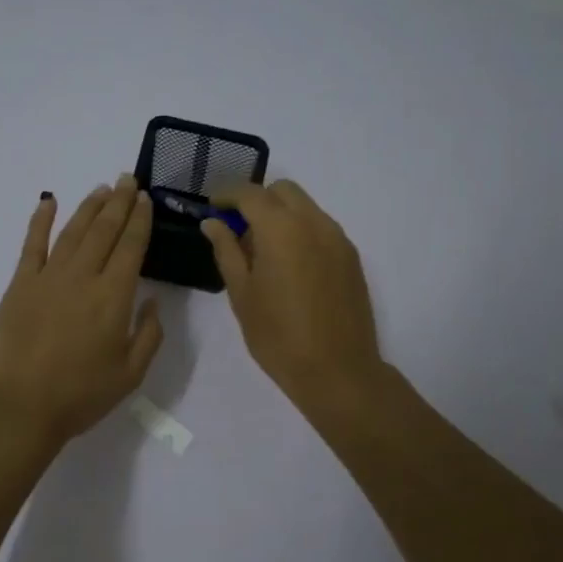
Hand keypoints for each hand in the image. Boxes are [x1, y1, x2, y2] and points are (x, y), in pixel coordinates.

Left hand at [0, 175, 163, 450]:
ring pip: (73, 231)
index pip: (131, 247)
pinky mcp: (20, 285)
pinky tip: (48, 201)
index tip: (145, 199)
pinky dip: (40, 220)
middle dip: (119, 203)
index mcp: (113, 297)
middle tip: (127, 179)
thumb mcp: (131, 373)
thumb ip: (149, 334)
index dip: (140, 220)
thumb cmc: (81, 395)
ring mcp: (48, 277)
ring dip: (89, 207)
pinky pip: (32, 244)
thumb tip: (154, 301)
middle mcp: (82, 277)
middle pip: (104, 230)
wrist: (21, 408)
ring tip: (101, 189)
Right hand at [201, 181, 385, 409]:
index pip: (250, 193)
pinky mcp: (351, 257)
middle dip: (257, 199)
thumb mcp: (242, 294)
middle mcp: (314, 223)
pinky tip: (289, 266)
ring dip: (280, 215)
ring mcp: (337, 238)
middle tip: (237, 229)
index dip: (226, 194)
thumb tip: (213, 222)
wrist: (337, 371)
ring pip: (305, 207)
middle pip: (282, 191)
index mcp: (281, 229)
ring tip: (262, 252)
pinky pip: (320, 227)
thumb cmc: (278, 336)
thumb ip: (227, 250)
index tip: (212, 206)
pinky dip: (300, 231)